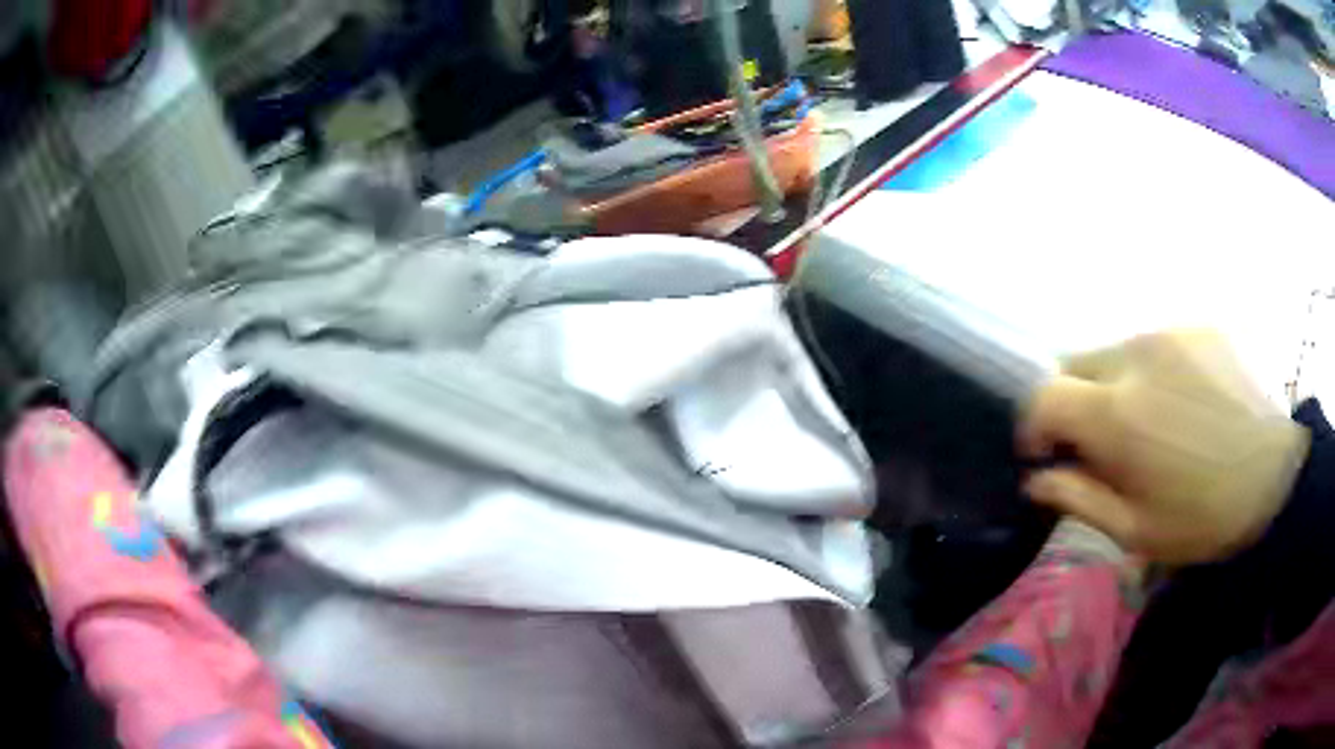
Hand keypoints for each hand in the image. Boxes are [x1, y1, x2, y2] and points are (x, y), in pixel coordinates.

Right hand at [1019, 330, 1309, 564]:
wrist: (1276, 477)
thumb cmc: (1204, 518)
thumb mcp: (1136, 531)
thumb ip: (1079, 499)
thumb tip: (1036, 481)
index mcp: (1117, 415)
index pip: (1043, 395)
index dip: (1034, 424)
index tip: (1046, 453)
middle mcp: (1136, 358)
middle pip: (1074, 362)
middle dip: (1072, 401)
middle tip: (1100, 442)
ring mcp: (1170, 333)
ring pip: (1115, 351)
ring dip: (1114, 385)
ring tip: (1149, 423)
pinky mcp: (1198, 325)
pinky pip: (1156, 342)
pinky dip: (1152, 371)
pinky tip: (1182, 403)